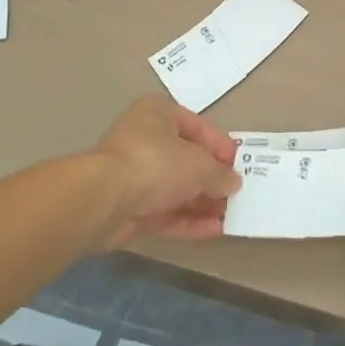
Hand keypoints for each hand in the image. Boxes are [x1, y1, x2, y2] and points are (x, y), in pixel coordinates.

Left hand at [94, 96, 242, 246]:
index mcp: (158, 114)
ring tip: (232, 215)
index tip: (241, 165)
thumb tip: (233, 183)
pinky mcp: (129, 208)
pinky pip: (165, 212)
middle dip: (212, 179)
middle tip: (238, 194)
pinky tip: (214, 230)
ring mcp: (134, 176)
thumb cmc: (156, 163)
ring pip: (176, 189)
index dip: (221, 146)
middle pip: (186, 160)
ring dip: (203, 203)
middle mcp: (145, 140)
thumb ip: (220, 174)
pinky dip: (188, 220)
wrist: (104, 200)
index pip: (197, 127)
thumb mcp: (200, 165)